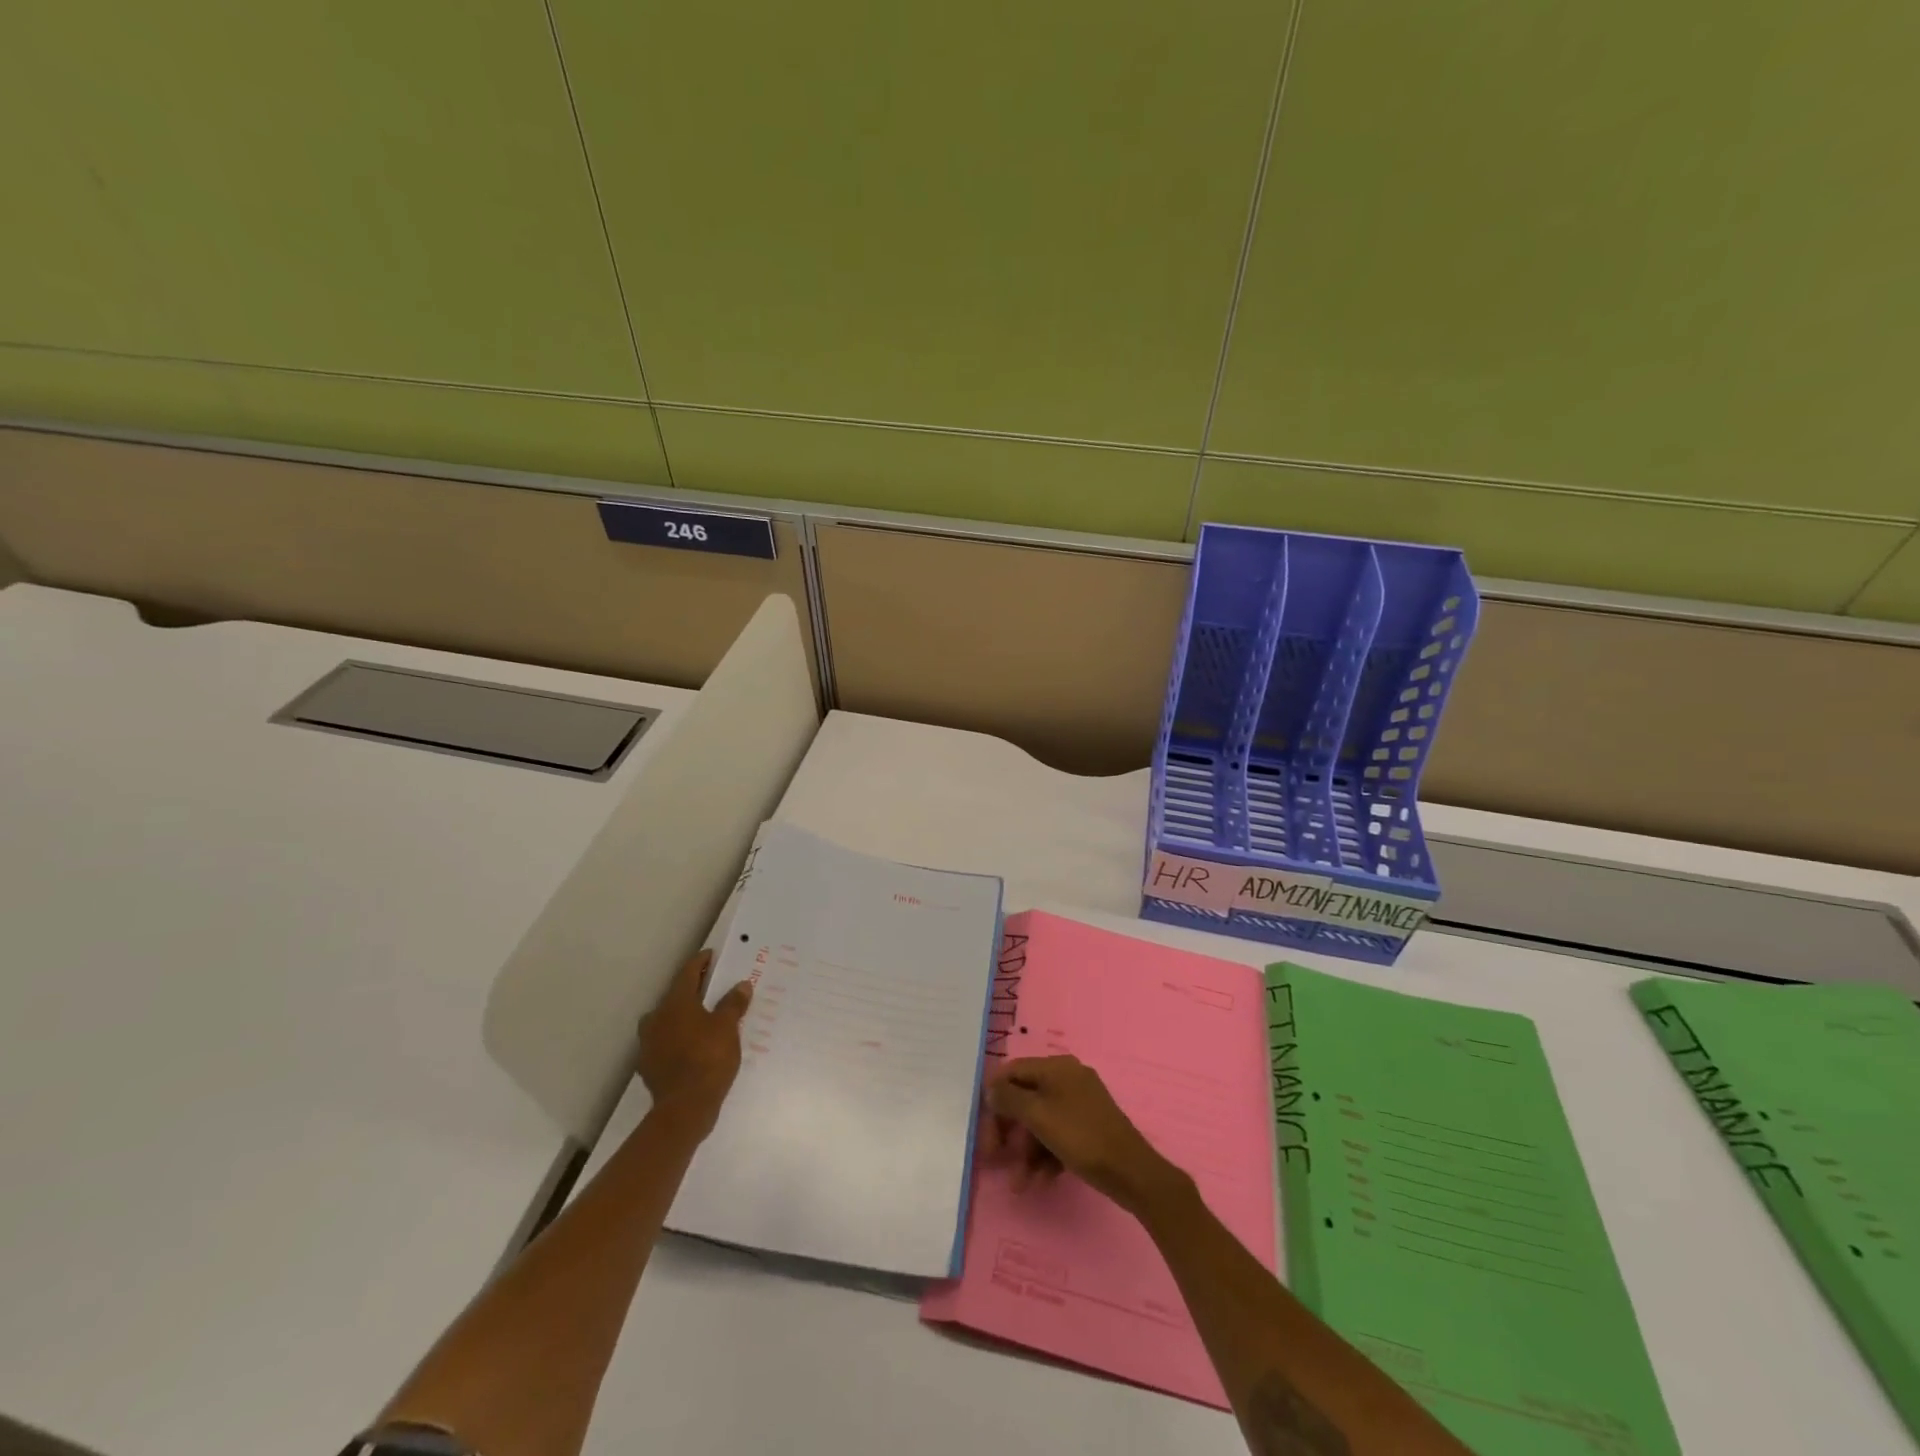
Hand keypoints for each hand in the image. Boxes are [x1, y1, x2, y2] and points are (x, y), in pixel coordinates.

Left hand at [637, 950, 752, 1133]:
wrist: (684, 1108)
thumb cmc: (708, 1058)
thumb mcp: (728, 1027)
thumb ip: (733, 1003)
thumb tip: (741, 985)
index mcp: (675, 1003)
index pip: (688, 973)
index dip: (700, 962)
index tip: (711, 956)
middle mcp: (657, 1018)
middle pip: (675, 996)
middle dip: (693, 991)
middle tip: (712, 988)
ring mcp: (649, 1043)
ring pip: (667, 1020)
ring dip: (683, 1016)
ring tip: (703, 1019)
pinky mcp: (649, 1065)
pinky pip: (665, 1042)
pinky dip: (678, 1038)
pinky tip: (692, 1046)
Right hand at [981, 1055, 1182, 1213]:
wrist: (1130, 1171)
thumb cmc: (1080, 1136)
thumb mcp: (1038, 1115)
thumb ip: (1009, 1098)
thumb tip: (990, 1088)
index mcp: (1056, 1067)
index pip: (1013, 1071)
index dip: (994, 1096)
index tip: (983, 1126)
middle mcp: (1067, 1078)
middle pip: (1025, 1097)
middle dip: (1009, 1129)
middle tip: (994, 1156)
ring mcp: (1079, 1103)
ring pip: (1040, 1121)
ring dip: (1026, 1151)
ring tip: (1020, 1184)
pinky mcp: (1087, 1127)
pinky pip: (1057, 1135)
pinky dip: (1045, 1155)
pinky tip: (1040, 1181)